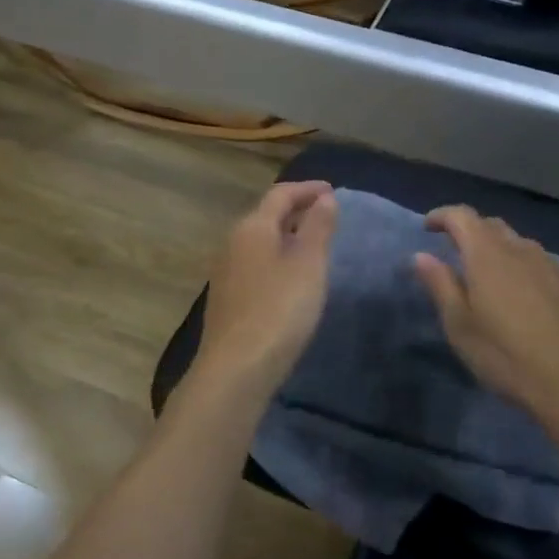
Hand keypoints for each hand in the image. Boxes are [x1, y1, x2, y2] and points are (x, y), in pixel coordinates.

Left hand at [187, 182, 338, 400]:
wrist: (237, 368)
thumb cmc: (279, 309)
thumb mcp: (308, 264)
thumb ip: (318, 227)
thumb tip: (324, 198)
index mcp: (252, 227)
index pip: (280, 195)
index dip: (307, 189)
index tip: (332, 190)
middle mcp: (233, 243)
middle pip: (266, 215)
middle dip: (296, 210)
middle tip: (326, 215)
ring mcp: (226, 272)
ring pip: (260, 241)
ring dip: (286, 236)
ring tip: (313, 244)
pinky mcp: (227, 298)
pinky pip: (255, 264)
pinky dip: (277, 258)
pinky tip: (291, 277)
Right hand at [415, 206, 558, 432]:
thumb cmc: (507, 356)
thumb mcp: (460, 326)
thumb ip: (440, 285)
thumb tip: (421, 256)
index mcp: (488, 255)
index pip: (462, 216)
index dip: (442, 216)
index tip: (427, 227)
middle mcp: (522, 249)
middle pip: (492, 225)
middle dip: (470, 231)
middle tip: (455, 252)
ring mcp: (553, 266)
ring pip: (519, 244)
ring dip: (498, 250)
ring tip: (488, 276)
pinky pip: (541, 263)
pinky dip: (523, 267)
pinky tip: (523, 296)